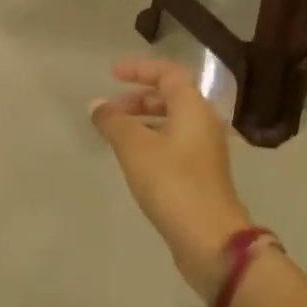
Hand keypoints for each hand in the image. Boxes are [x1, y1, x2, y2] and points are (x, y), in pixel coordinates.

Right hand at [89, 58, 253, 299]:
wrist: (209, 238)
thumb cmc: (172, 183)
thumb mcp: (135, 148)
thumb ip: (113, 122)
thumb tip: (97, 105)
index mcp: (194, 107)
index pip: (169, 73)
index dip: (140, 69)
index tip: (112, 74)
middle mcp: (205, 122)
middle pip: (172, 96)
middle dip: (139, 96)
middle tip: (111, 109)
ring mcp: (206, 149)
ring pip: (173, 121)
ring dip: (144, 119)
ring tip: (116, 133)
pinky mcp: (202, 173)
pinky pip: (175, 142)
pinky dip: (153, 139)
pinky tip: (134, 157)